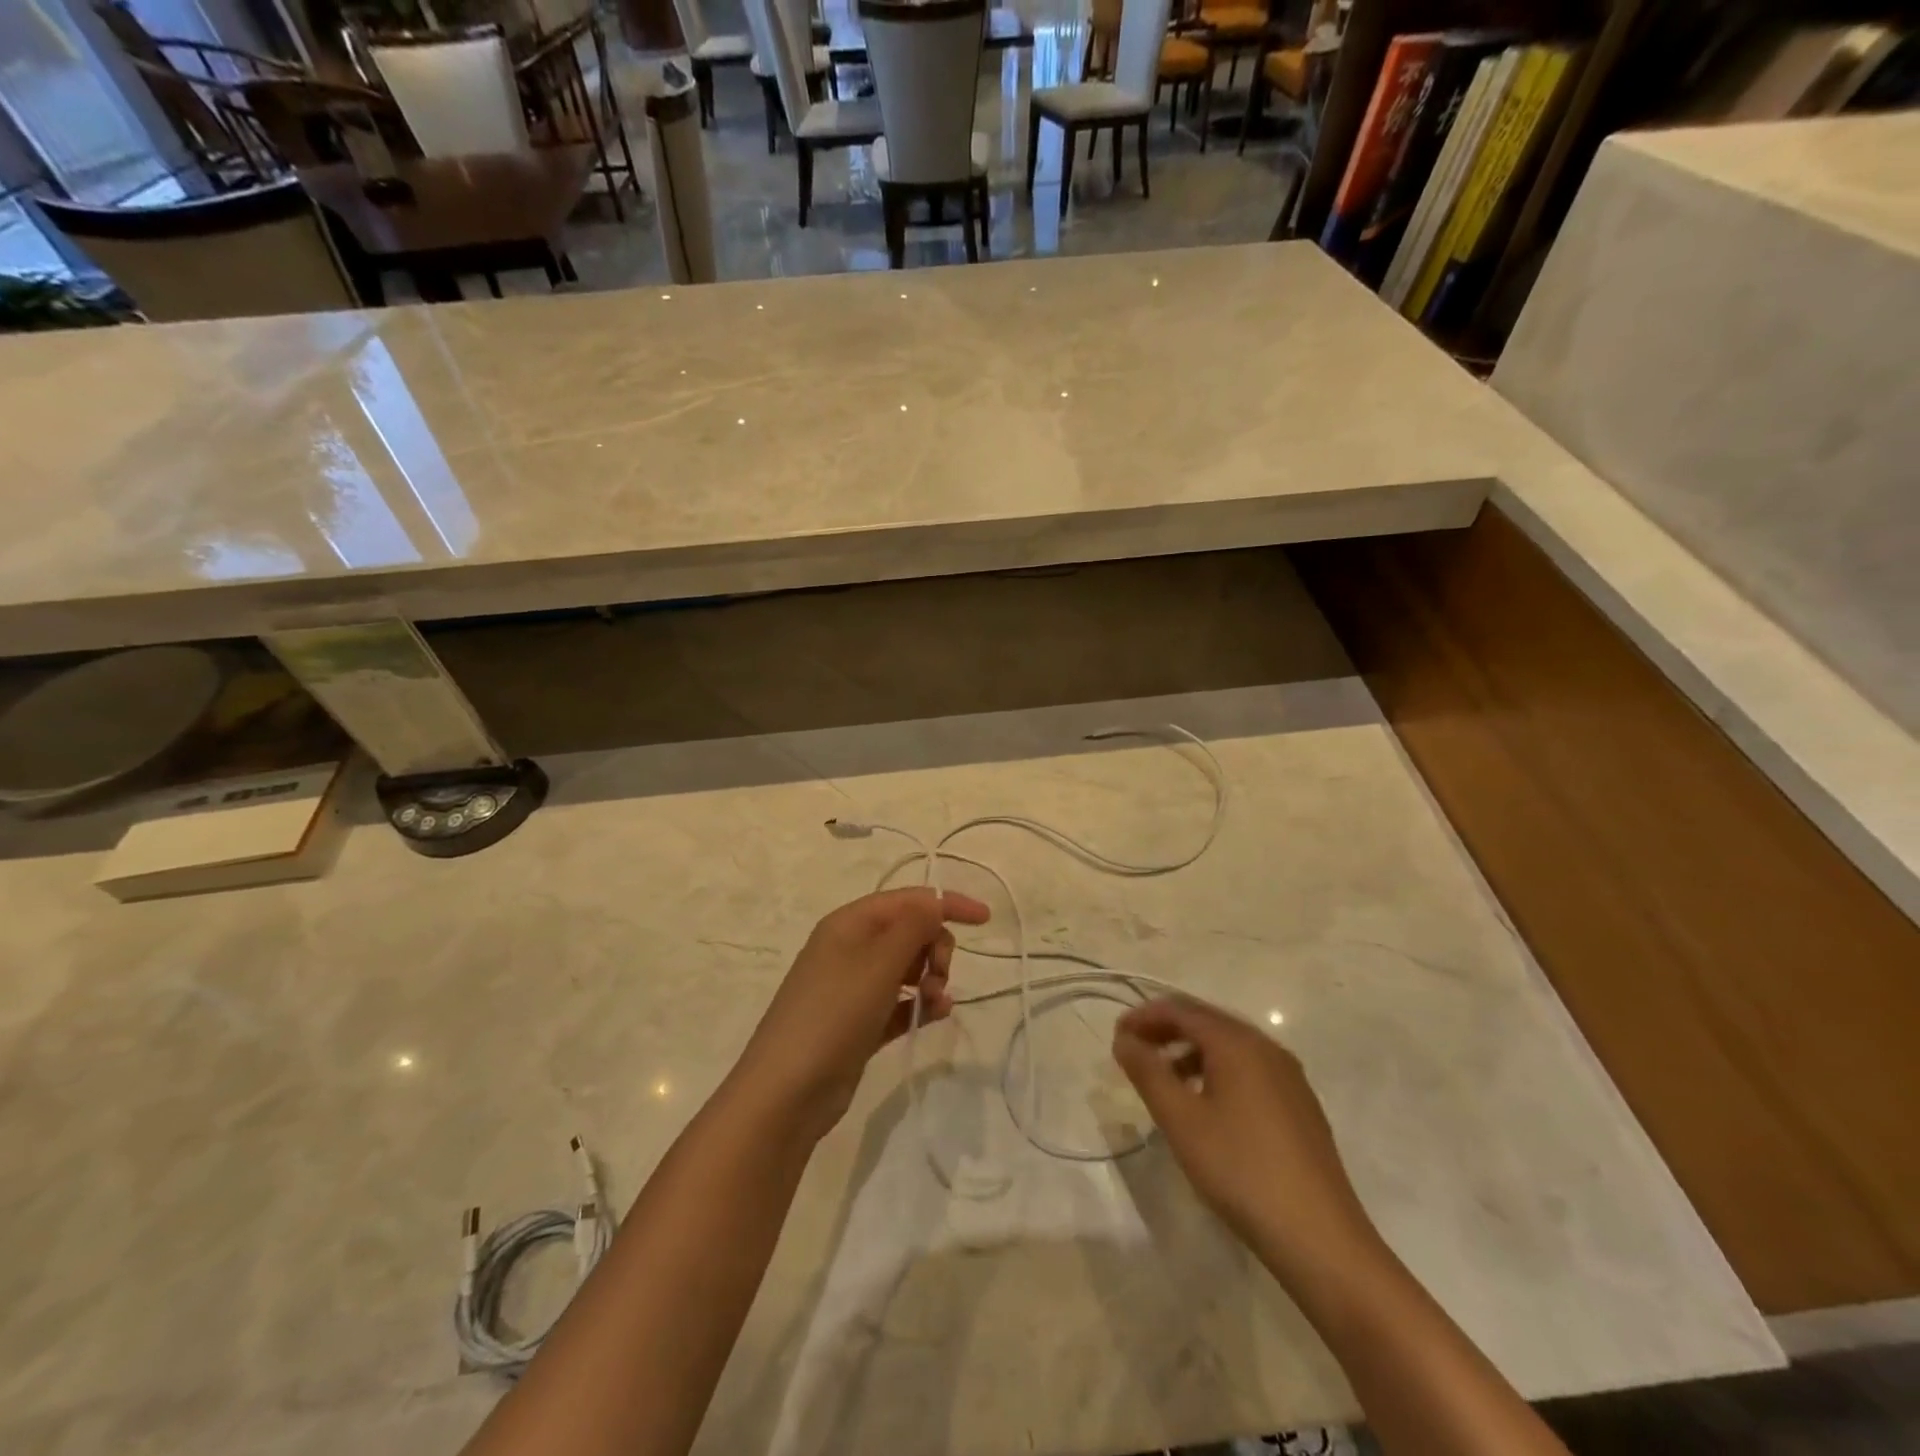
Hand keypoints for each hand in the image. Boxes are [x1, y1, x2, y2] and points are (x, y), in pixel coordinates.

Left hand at [736, 888, 990, 1140]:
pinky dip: (920, 1004)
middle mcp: (850, 948)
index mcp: (850, 924)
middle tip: (938, 975)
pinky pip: (900, 1002)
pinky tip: (936, 1016)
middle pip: (910, 931)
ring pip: (907, 968)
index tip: (985, 919)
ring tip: (935, 1002)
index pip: (908, 899)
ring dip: (931, 978)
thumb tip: (936, 901)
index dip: (947, 903)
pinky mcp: (859, 1023)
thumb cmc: (834, 1015)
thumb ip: (913, 926)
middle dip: (935, 947)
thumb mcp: (878, 963)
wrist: (787, 1092)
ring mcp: (853, 987)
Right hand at [1112, 995, 1381, 1285]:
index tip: (1116, 1037)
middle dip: (1166, 1030)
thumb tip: (1124, 1039)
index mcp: (1238, 1043)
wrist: (1321, 1239)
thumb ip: (1148, 1072)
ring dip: (1190, 1052)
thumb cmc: (1240, 1170)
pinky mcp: (1299, 1105)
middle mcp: (1266, 1047)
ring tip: (1164, 1081)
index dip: (1144, 1017)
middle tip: (1133, 1053)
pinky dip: (1217, 1071)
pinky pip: (1248, 1069)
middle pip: (1206, 1021)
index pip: (1181, 1010)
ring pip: (1229, 1046)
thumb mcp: (1181, 1120)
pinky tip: (1206, 1106)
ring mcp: (1288, 1076)